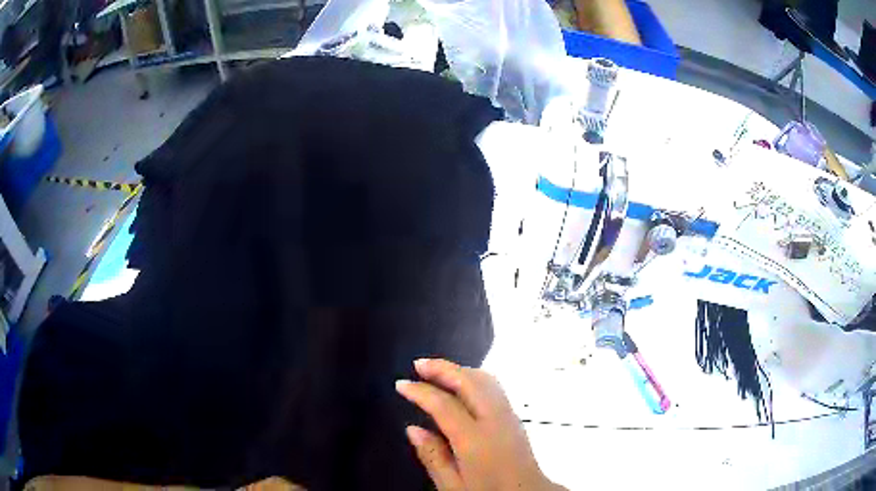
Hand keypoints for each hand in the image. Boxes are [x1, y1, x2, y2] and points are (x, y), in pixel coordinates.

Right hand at [396, 359, 564, 490]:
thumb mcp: (453, 486)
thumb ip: (433, 457)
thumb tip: (412, 429)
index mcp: (475, 441)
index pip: (444, 405)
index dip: (420, 392)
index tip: (401, 384)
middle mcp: (495, 421)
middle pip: (469, 382)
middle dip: (442, 369)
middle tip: (418, 365)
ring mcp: (509, 416)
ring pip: (485, 380)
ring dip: (459, 370)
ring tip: (436, 370)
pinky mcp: (515, 417)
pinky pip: (494, 386)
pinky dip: (474, 377)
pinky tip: (462, 383)